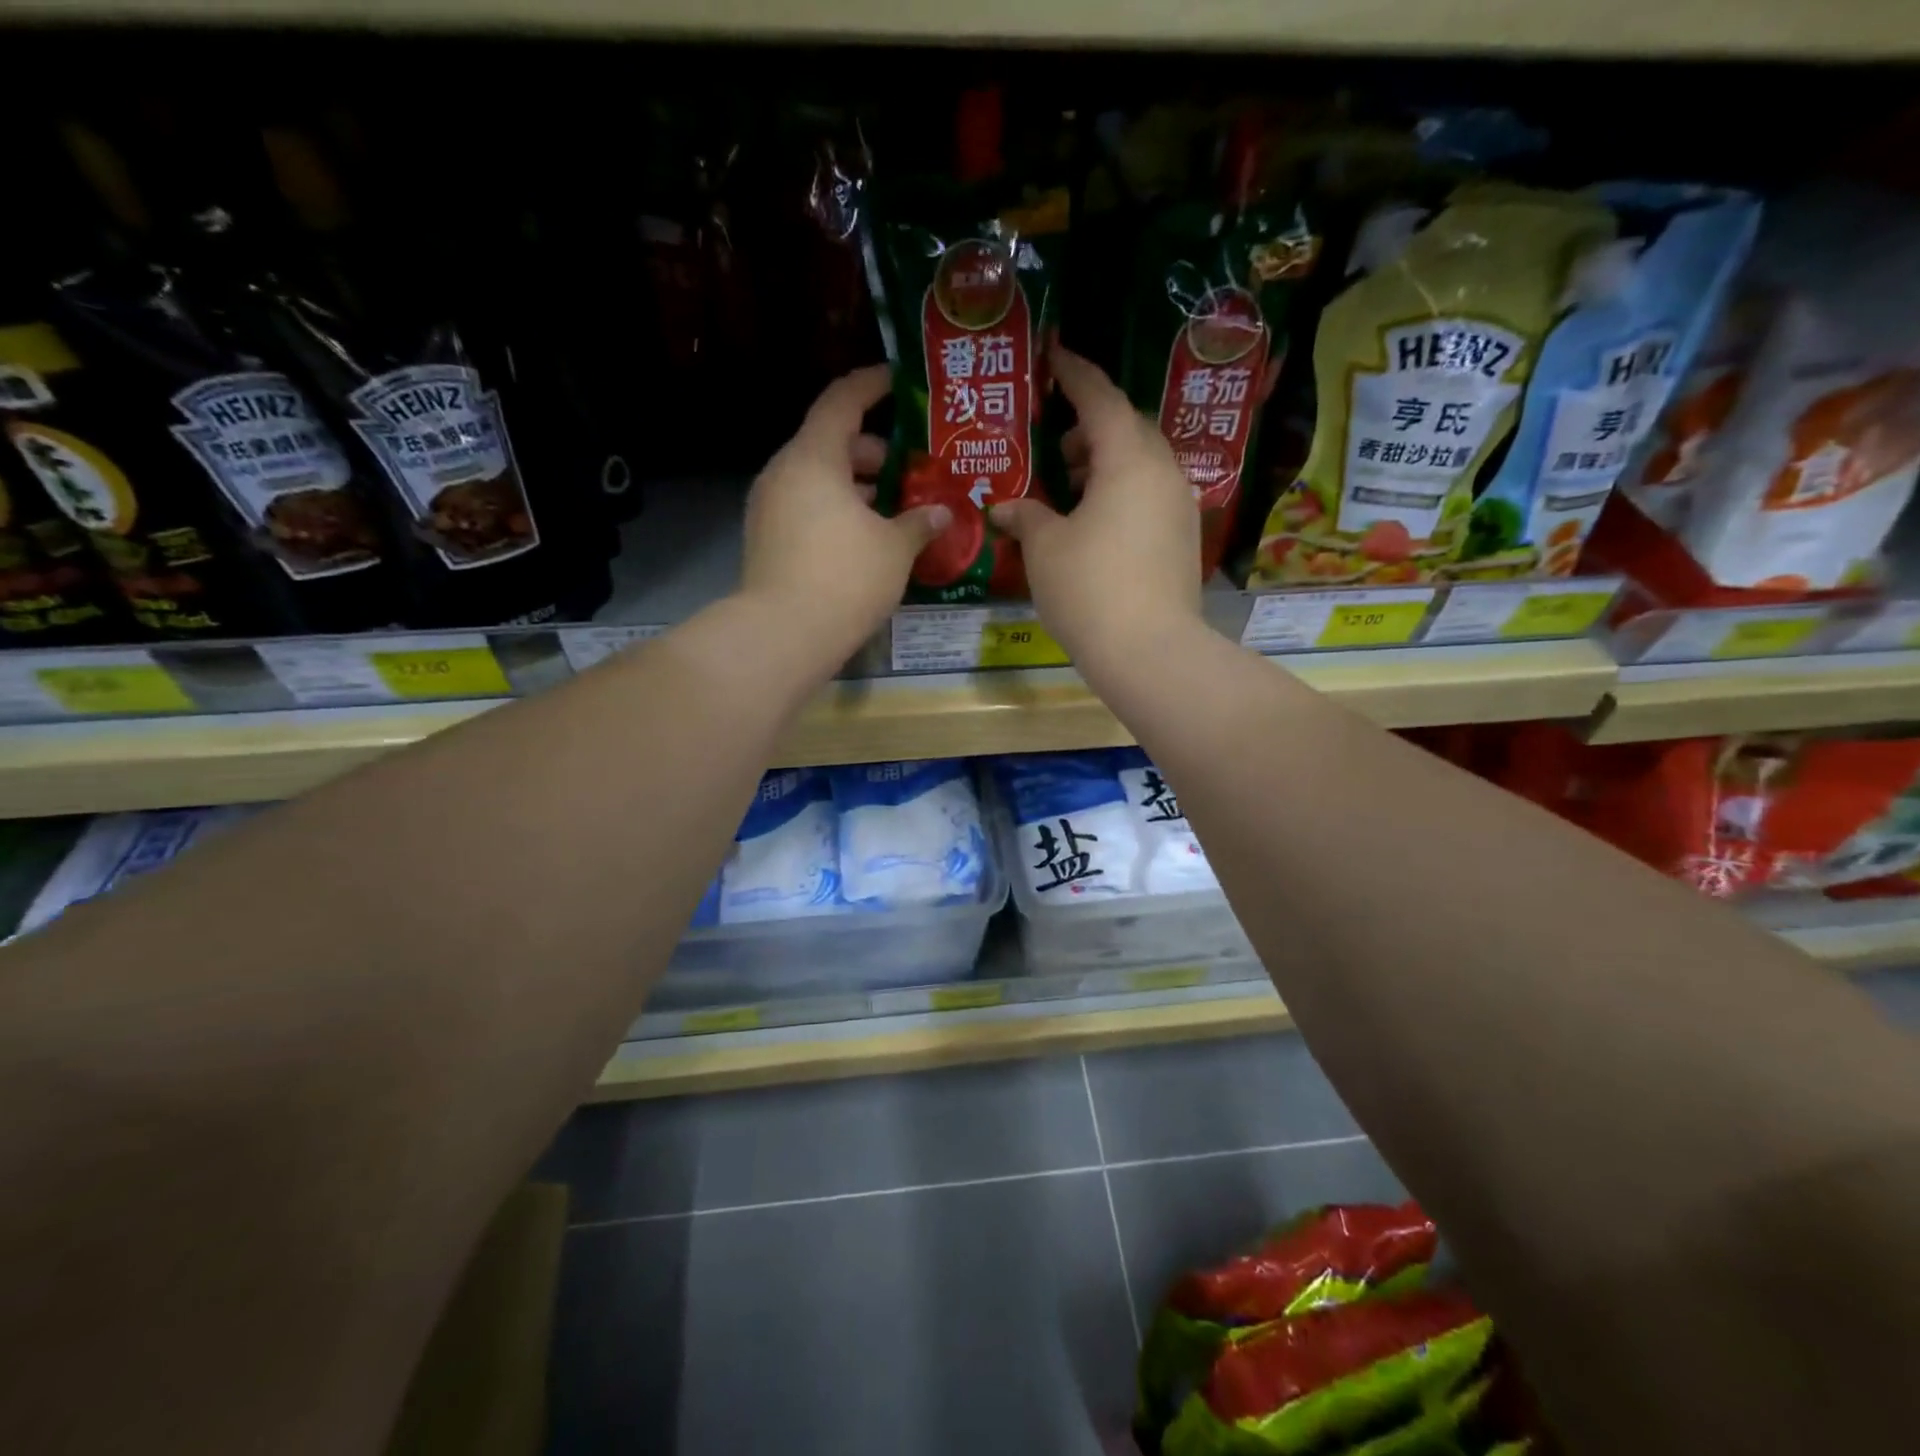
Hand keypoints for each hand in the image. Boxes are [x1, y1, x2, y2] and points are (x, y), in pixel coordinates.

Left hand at [740, 366, 949, 661]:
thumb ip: (920, 522)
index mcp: (814, 458)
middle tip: (910, 468)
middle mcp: (784, 473)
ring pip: (818, 480)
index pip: (842, 401)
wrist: (784, 635)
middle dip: (872, 452)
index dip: (872, 385)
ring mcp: (769, 507)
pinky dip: (836, 511)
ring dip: (856, 487)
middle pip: (830, 444)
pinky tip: (867, 538)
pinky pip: (806, 508)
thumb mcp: (894, 548)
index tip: (898, 381)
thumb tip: (941, 513)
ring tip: (895, 508)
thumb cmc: (846, 577)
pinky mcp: (766, 539)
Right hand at [989, 346, 1202, 667]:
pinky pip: (1150, 495)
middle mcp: (1163, 471)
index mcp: (1129, 459)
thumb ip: (1026, 516)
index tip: (1054, 355)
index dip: (1075, 374)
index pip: (1101, 398)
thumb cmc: (1089, 588)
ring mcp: (1180, 506)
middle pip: (1128, 428)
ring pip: (1142, 464)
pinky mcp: (1184, 538)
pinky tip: (1094, 522)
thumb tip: (1005, 508)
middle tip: (1056, 442)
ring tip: (1069, 486)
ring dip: (1106, 463)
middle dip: (1091, 426)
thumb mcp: (1045, 549)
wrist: (1150, 651)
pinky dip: (1122, 492)